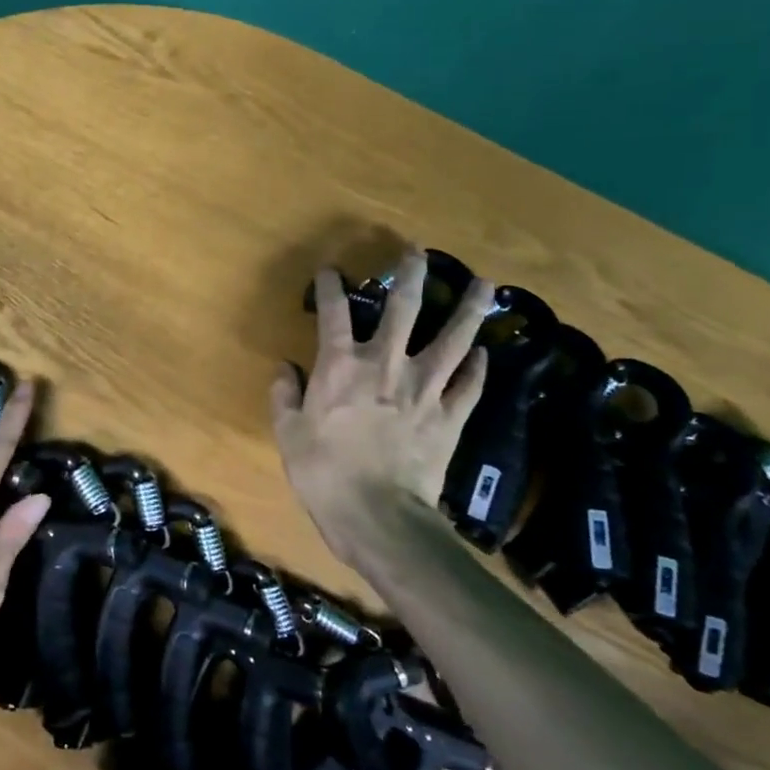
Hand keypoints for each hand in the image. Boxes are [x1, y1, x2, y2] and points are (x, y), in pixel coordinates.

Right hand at [271, 250, 494, 564]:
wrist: (378, 517)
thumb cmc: (323, 473)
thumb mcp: (287, 434)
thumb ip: (285, 395)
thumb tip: (285, 369)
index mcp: (340, 367)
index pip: (335, 313)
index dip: (330, 287)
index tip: (330, 270)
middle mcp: (386, 365)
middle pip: (404, 309)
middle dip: (411, 276)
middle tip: (418, 252)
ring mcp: (425, 389)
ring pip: (453, 339)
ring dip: (468, 309)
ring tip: (484, 284)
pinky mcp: (450, 417)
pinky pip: (469, 386)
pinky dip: (477, 368)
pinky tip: (484, 353)